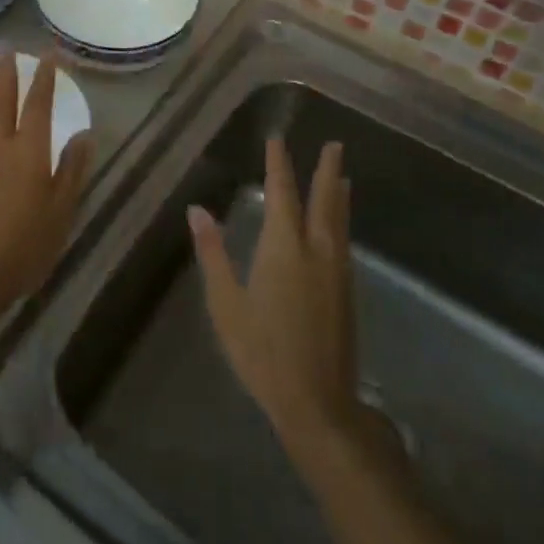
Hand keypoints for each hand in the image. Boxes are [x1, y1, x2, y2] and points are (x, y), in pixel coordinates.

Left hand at [0, 49, 92, 321]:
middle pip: (2, 96)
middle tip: (6, 43)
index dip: (44, 76)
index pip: (37, 103)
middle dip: (7, 68)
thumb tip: (84, 133)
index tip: (47, 53)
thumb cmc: (23, 246)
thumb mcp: (60, 211)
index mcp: (29, 151)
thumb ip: (71, 169)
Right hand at [189, 138, 359, 455]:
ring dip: (338, 193)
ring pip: (339, 220)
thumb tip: (197, 210)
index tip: (278, 139)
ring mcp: (337, 271)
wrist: (318, 403)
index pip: (282, 193)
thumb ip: (213, 254)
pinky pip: (344, 240)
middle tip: (334, 144)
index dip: (279, 165)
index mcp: (284, 248)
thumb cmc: (262, 352)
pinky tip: (339, 225)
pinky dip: (342, 220)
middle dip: (326, 170)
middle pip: (323, 200)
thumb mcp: (226, 304)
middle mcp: (316, 251)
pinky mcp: (346, 292)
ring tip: (342, 175)